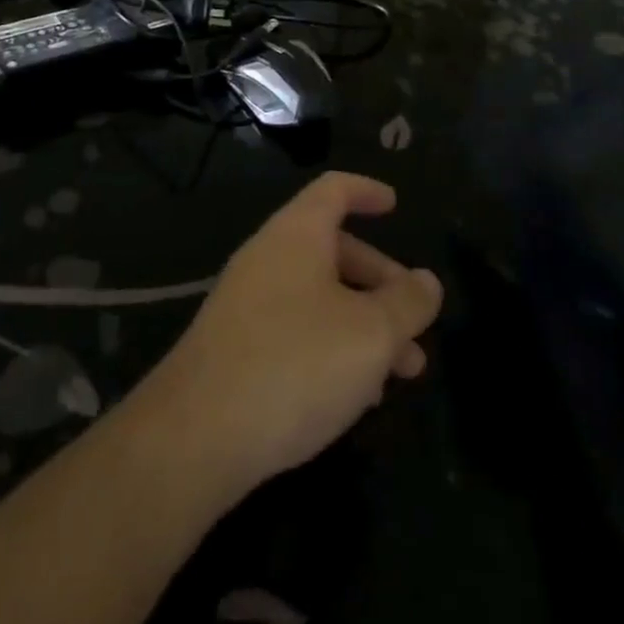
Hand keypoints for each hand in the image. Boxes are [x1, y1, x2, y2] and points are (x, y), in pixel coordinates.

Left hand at [128, 173, 443, 509]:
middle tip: (417, 325)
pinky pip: (295, 328)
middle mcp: (269, 256)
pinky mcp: (236, 345)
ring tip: (402, 373)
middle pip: (333, 249)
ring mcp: (247, 301)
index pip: (334, 190)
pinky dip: (332, 345)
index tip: (395, 204)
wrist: (197, 433)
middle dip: (381, 282)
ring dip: (363, 323)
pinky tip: (355, 395)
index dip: (366, 191)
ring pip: (318, 296)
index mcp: (297, 234)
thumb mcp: (370, 334)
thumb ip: (406, 304)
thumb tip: (426, 281)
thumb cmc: (296, 363)